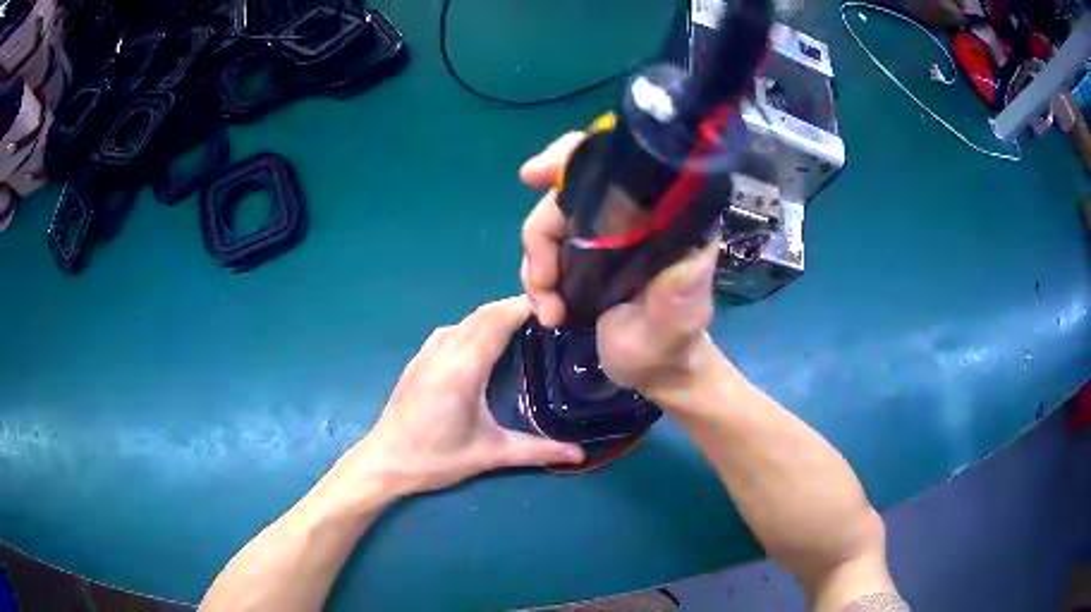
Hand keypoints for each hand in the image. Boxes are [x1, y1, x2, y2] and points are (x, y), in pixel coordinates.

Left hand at [353, 296, 584, 496]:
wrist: (384, 461)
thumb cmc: (435, 458)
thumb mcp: (489, 454)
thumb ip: (536, 451)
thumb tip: (578, 454)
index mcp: (462, 368)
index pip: (498, 320)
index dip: (526, 307)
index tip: (557, 307)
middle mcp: (444, 350)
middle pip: (484, 314)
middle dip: (516, 307)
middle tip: (550, 316)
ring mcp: (428, 352)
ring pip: (467, 319)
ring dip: (496, 314)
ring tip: (525, 326)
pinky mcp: (419, 359)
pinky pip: (453, 329)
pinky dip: (477, 325)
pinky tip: (487, 343)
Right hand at [519, 133, 719, 401]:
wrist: (654, 373)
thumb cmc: (670, 347)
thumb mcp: (677, 326)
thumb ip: (680, 295)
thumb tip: (690, 254)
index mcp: (661, 219)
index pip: (615, 165)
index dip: (572, 158)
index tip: (534, 175)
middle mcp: (629, 218)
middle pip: (565, 197)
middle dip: (542, 236)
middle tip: (543, 282)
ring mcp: (602, 239)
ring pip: (548, 228)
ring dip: (536, 267)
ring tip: (549, 311)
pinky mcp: (582, 260)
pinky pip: (544, 254)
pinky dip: (536, 281)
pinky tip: (547, 312)